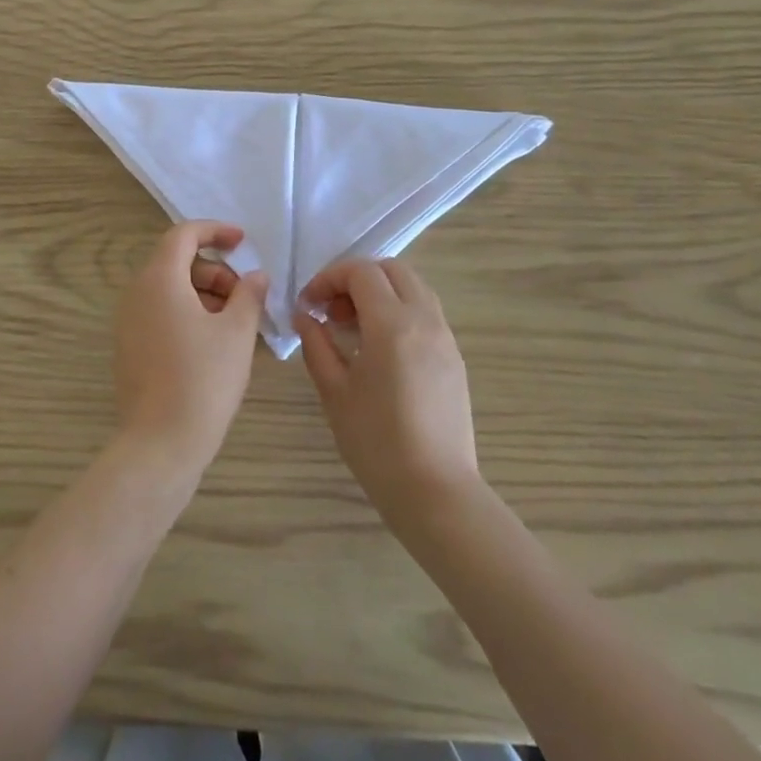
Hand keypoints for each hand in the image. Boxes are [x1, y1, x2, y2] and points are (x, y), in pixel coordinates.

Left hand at [114, 221, 268, 475]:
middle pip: (176, 262)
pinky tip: (213, 342)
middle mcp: (136, 293)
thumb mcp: (236, 332)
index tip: (242, 242)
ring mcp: (128, 321)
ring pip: (169, 289)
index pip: (183, 235)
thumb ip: (249, 295)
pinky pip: (160, 313)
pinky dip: (187, 313)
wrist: (160, 443)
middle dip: (215, 270)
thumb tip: (256, 276)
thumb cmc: (203, 380)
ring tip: (235, 323)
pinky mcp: (129, 347)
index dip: (215, 231)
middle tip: (245, 297)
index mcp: (159, 279)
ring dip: (204, 293)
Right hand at [295, 259, 479, 524]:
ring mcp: (445, 338)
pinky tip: (378, 349)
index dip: (329, 278)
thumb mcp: (334, 391)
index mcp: (393, 323)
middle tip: (331, 310)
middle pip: (392, 270)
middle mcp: (425, 320)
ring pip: (413, 289)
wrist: (435, 491)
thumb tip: (305, 316)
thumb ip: (316, 344)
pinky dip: (399, 312)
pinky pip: (425, 314)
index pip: (361, 272)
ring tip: (352, 328)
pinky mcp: (454, 358)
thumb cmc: (376, 442)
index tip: (308, 304)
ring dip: (380, 293)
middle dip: (356, 278)